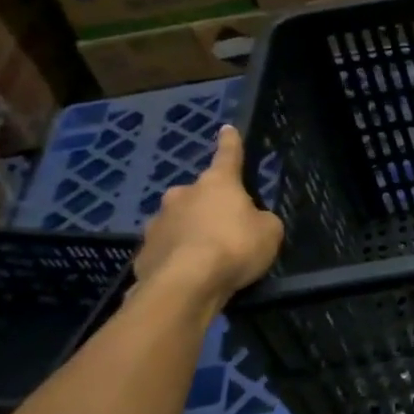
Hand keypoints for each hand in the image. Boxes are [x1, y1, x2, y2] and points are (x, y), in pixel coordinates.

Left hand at [135, 126, 283, 301]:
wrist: (185, 284)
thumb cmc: (234, 248)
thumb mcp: (269, 232)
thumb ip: (262, 221)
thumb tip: (251, 221)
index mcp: (217, 183)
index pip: (228, 156)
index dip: (231, 143)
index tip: (227, 129)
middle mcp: (183, 194)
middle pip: (200, 193)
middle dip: (210, 205)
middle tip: (225, 227)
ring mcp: (158, 221)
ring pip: (179, 220)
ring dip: (191, 231)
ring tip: (205, 256)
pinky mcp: (144, 250)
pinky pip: (167, 248)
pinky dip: (177, 256)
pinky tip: (188, 274)